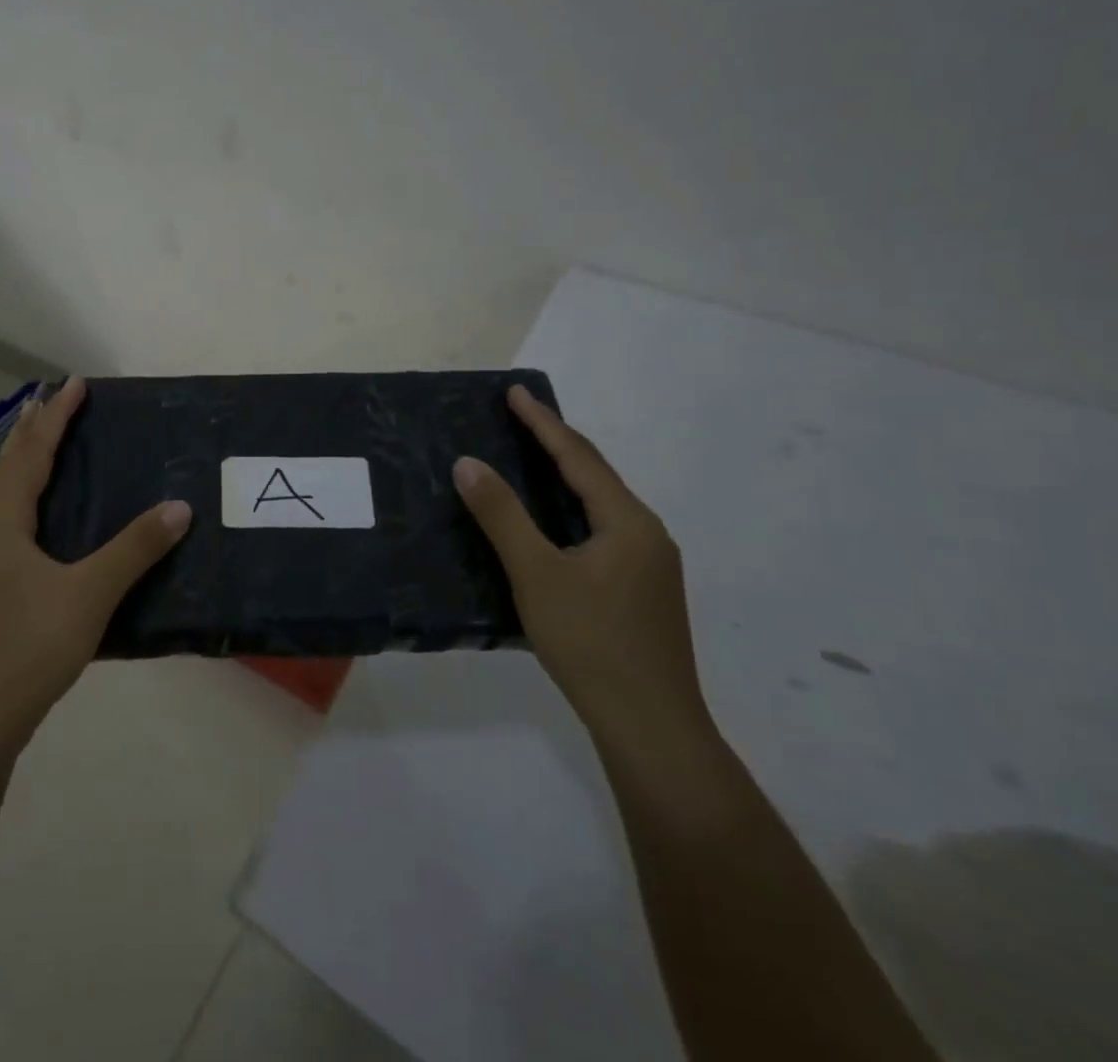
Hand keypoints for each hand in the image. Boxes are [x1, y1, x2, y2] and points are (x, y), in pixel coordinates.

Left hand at [0, 376, 191, 752]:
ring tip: (53, 447)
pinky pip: (16, 525)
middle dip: (34, 431)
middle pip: (11, 468)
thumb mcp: (87, 596)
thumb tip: (179, 506)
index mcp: (5, 525)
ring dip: (30, 464)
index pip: (32, 454)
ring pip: (9, 498)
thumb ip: (133, 550)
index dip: (55, 418)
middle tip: (57, 401)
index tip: (76, 384)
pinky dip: (35, 501)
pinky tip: (53, 525)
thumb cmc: (24, 649)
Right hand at [454, 387, 706, 753]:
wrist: (650, 725)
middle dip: (555, 443)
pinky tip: (551, 523)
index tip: (514, 392)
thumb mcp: (536, 574)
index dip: (543, 422)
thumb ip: (502, 515)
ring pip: (599, 505)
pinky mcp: (641, 590)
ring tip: (528, 459)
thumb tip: (468, 463)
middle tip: (517, 418)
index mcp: (628, 522)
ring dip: (564, 477)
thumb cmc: (591, 642)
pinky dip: (570, 510)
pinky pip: (601, 530)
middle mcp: (646, 534)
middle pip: (595, 476)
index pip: (578, 457)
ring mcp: (649, 565)